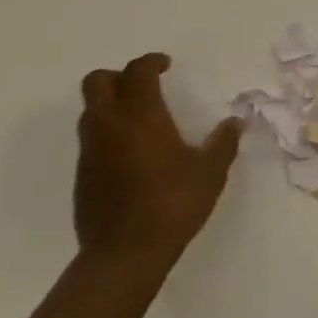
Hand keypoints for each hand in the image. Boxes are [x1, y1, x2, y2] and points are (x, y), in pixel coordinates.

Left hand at [74, 53, 242, 280]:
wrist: (124, 255)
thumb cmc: (171, 205)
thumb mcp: (209, 173)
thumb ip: (223, 143)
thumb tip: (235, 122)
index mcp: (140, 115)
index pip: (137, 71)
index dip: (151, 62)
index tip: (166, 65)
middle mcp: (108, 124)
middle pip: (97, 81)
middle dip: (119, 76)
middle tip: (144, 88)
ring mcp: (90, 150)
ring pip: (91, 110)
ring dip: (111, 105)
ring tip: (139, 121)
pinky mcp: (82, 175)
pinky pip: (91, 140)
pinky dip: (107, 134)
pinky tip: (130, 156)